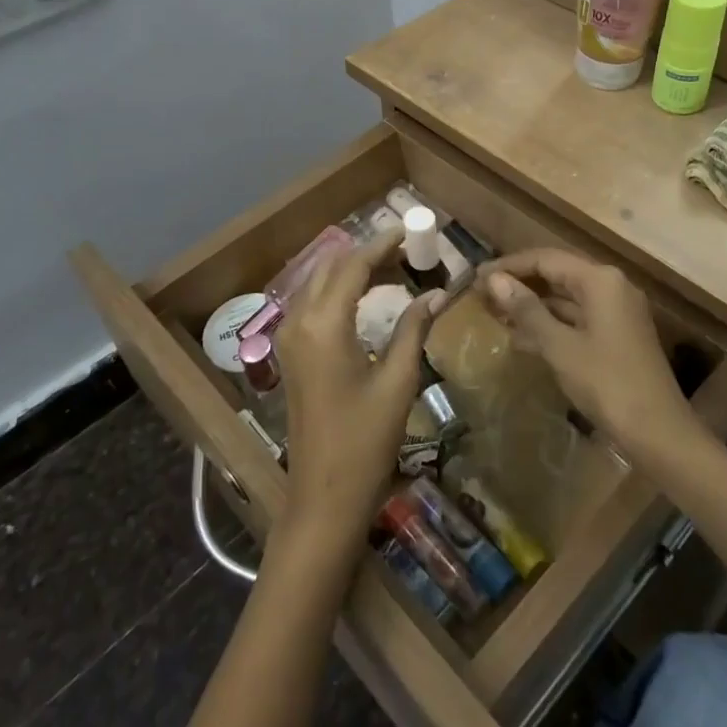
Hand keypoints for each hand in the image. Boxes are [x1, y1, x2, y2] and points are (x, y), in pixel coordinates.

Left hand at [277, 233, 441, 548]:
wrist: (324, 495)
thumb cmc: (366, 440)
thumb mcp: (398, 380)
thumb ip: (413, 328)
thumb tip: (437, 292)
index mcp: (325, 324)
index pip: (353, 266)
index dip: (382, 244)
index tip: (409, 231)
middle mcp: (299, 321)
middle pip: (332, 268)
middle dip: (367, 254)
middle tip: (406, 252)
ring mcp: (289, 337)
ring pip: (319, 283)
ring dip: (351, 271)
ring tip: (392, 269)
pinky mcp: (290, 353)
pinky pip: (312, 303)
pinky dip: (338, 290)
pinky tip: (365, 297)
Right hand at [479, 250, 691, 455]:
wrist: (659, 434)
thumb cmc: (607, 384)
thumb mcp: (560, 346)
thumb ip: (527, 310)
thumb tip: (494, 280)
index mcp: (600, 280)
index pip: (545, 259)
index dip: (509, 266)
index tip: (476, 277)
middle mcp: (611, 286)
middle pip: (556, 274)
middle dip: (519, 284)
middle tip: (482, 296)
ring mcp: (616, 311)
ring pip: (565, 298)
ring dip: (532, 306)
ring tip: (494, 316)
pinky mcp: (617, 335)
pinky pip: (576, 318)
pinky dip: (550, 325)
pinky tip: (521, 340)